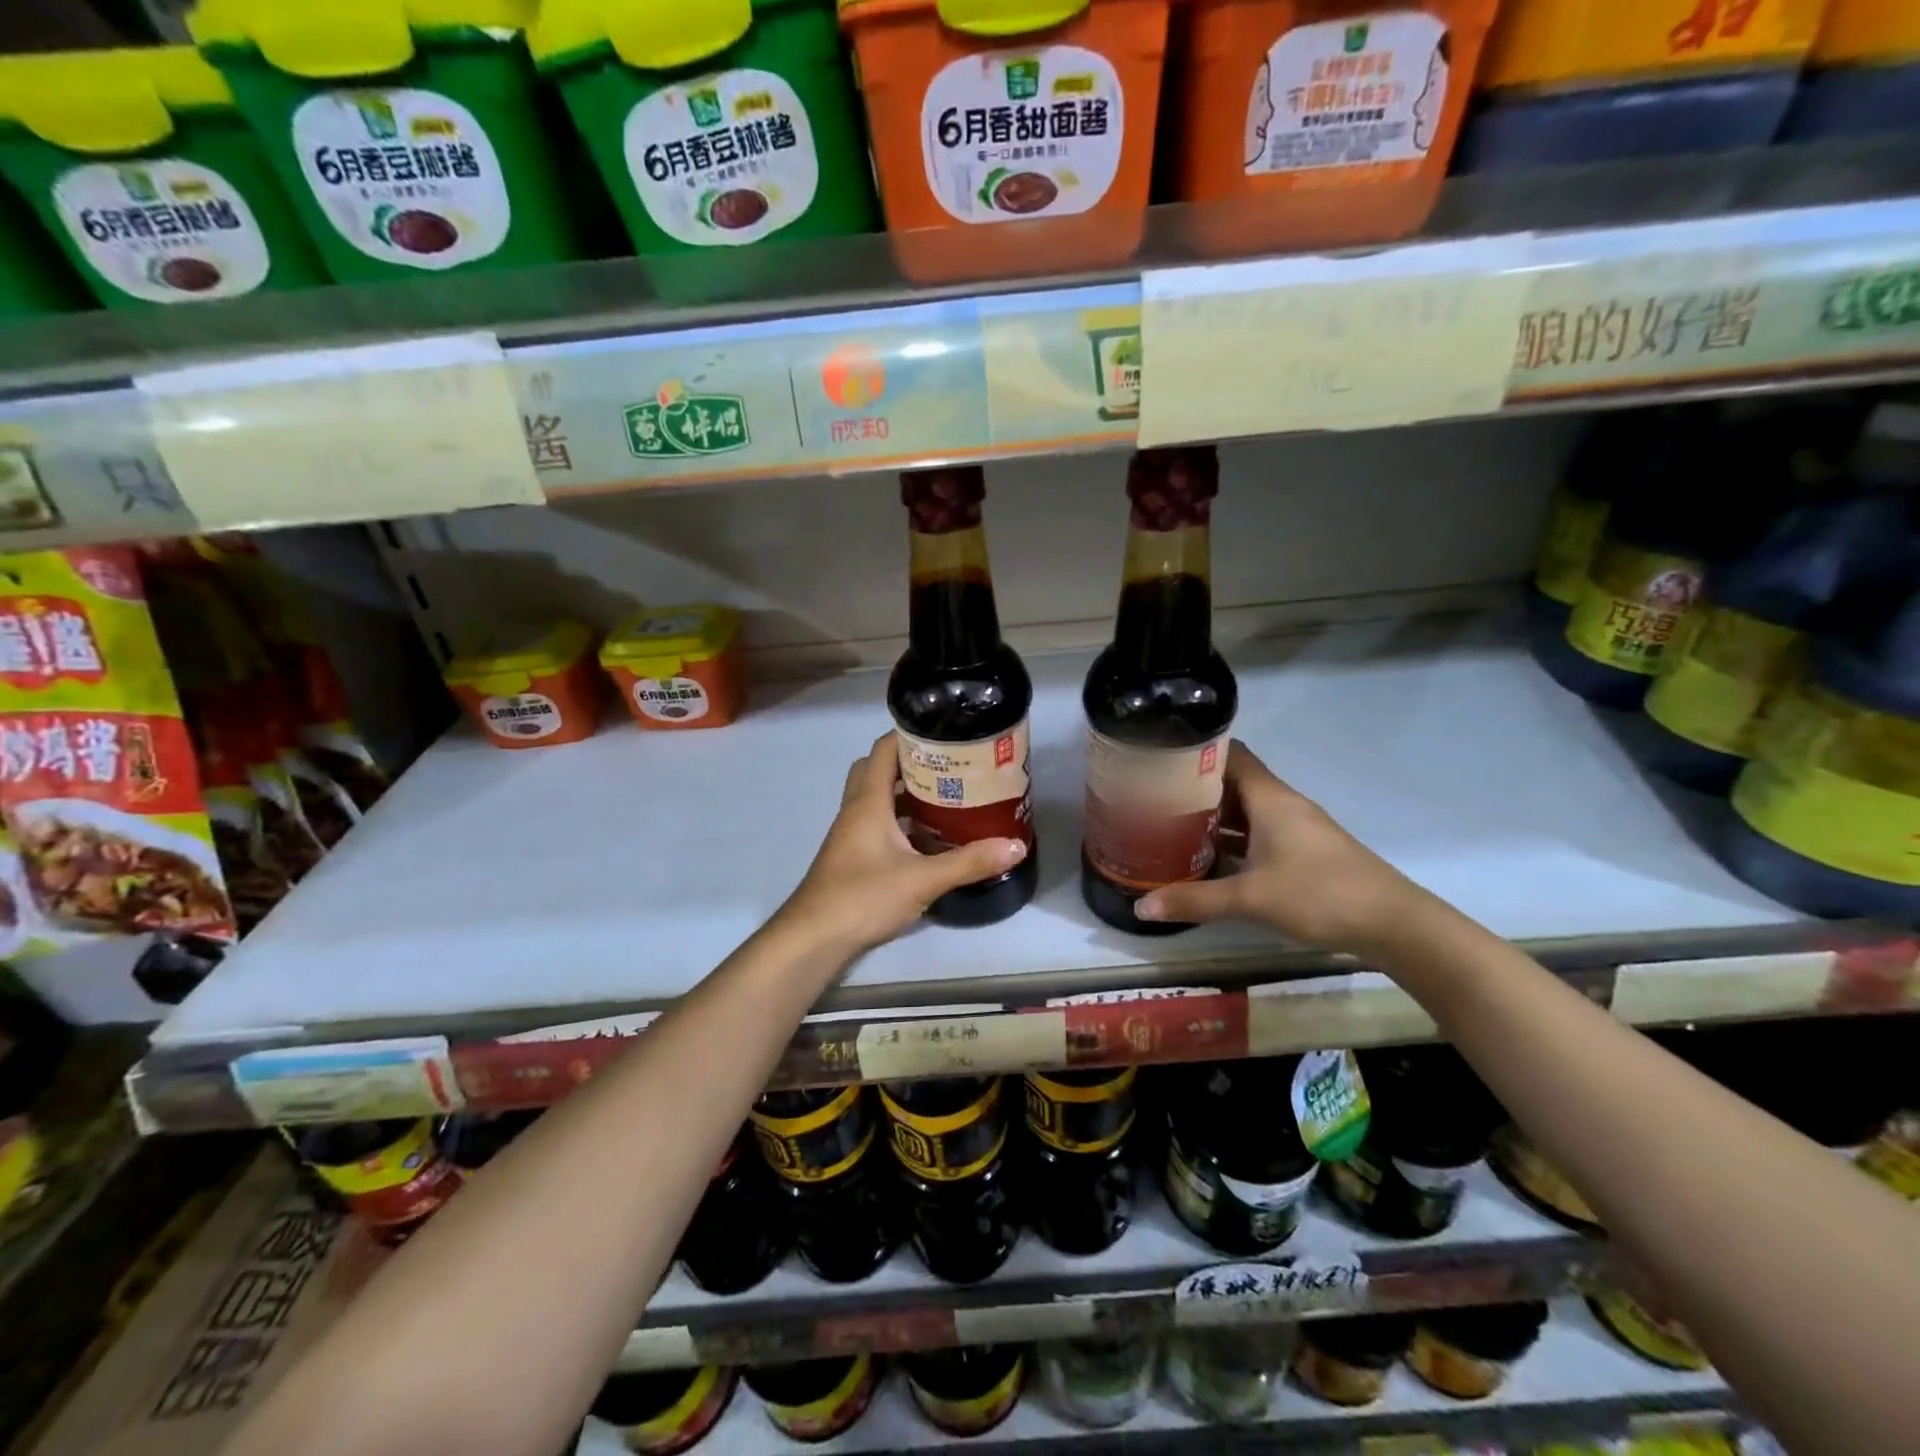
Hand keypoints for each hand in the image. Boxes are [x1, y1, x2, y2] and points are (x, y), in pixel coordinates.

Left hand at [781, 734, 1026, 956]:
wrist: (814, 938)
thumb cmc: (863, 897)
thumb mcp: (923, 880)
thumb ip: (969, 862)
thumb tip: (1015, 846)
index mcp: (868, 801)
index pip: (884, 749)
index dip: (911, 735)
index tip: (947, 734)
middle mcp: (856, 810)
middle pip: (879, 770)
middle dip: (911, 763)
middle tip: (949, 767)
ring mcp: (851, 834)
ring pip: (878, 799)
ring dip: (907, 794)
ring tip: (948, 797)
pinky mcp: (853, 856)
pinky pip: (878, 824)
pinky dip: (901, 822)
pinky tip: (928, 839)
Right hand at [1135, 741, 1431, 955]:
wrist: (1394, 924)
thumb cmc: (1320, 895)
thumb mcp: (1251, 899)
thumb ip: (1195, 900)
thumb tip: (1142, 906)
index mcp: (1270, 798)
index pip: (1230, 754)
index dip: (1196, 751)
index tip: (1160, 758)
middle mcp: (1282, 805)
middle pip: (1233, 781)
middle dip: (1194, 786)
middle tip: (1153, 795)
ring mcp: (1295, 828)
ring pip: (1245, 810)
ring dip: (1213, 815)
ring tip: (1170, 823)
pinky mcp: (1303, 852)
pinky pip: (1258, 833)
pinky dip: (1232, 838)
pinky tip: (1208, 856)